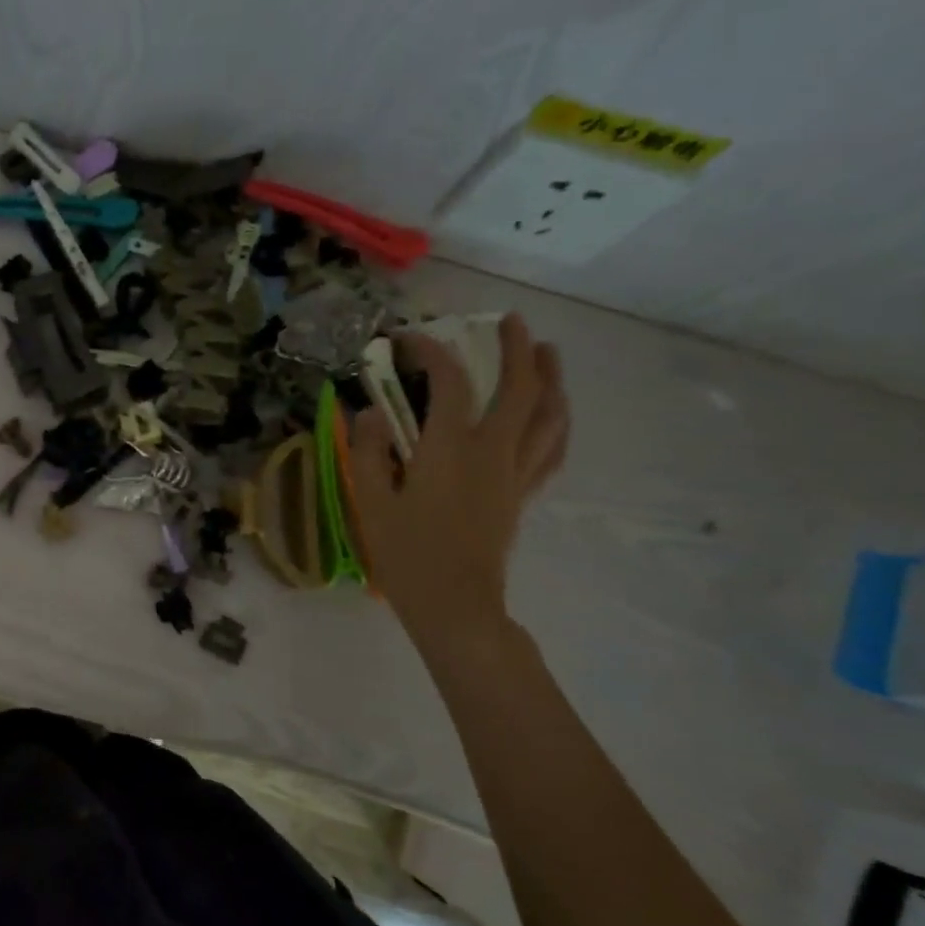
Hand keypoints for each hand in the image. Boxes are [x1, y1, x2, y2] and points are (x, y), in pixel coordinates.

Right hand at [347, 314, 568, 647]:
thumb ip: (368, 451)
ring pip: (549, 415)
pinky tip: (554, 414)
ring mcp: (515, 473)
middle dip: (516, 348)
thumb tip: (369, 413)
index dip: (430, 350)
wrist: (454, 604)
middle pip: (520, 388)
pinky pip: (552, 449)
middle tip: (507, 321)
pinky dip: (556, 422)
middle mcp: (492, 451)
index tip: (407, 338)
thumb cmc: (406, 554)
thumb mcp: (371, 501)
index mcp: (450, 449)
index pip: (449, 381)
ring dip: (550, 378)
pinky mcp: (522, 495)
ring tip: (546, 354)